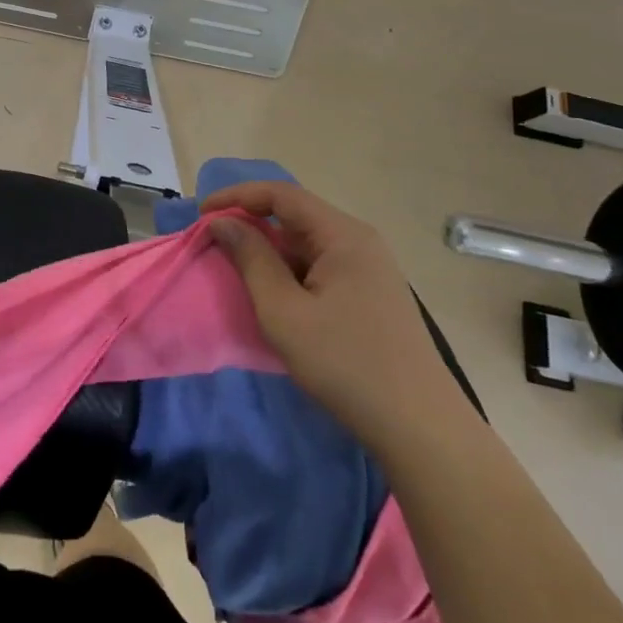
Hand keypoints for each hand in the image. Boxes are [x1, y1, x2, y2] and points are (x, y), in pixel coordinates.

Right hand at [204, 182, 470, 452]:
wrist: (420, 428)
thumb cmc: (345, 364)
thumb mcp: (284, 312)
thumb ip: (251, 259)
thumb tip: (224, 222)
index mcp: (343, 235)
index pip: (281, 194)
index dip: (237, 197)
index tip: (202, 215)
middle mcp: (360, 240)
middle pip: (296, 215)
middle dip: (252, 223)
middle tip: (215, 242)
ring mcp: (370, 267)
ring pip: (308, 242)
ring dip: (270, 250)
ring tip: (238, 270)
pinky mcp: (372, 293)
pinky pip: (322, 265)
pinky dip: (291, 270)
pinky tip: (275, 294)